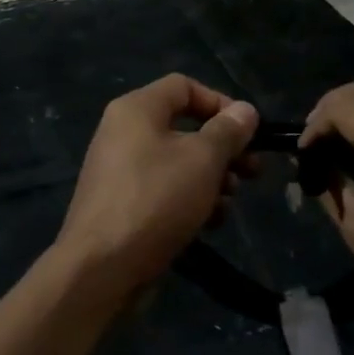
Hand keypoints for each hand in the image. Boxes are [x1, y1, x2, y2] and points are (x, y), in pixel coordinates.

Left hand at [56, 74, 258, 295]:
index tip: (249, 131)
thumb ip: (228, 131)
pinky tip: (209, 224)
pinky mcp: (123, 205)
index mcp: (137, 110)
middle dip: (223, 149)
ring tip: (229, 203)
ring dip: (212, 179)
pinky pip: (164, 190)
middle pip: (185, 127)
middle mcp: (124, 133)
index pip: (184, 87)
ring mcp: (121, 171)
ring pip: (178, 163)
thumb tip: (245, 111)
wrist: (102, 268)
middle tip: (252, 172)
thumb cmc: (156, 200)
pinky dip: (189, 201)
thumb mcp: (203, 160)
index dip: (221, 103)